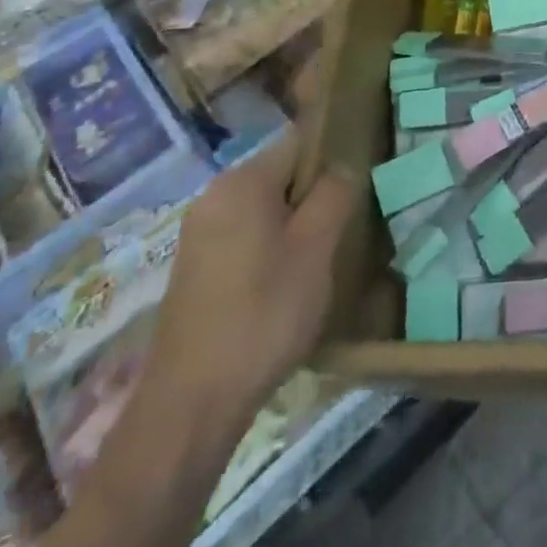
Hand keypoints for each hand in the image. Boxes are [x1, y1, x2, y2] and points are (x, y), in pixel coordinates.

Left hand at [145, 133, 355, 431]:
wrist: (191, 404)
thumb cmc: (263, 314)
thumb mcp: (316, 249)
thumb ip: (334, 195)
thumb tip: (341, 169)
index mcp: (242, 181)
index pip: (301, 142)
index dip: (333, 161)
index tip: (355, 193)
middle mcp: (213, 196)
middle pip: (281, 175)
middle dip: (313, 198)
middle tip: (340, 233)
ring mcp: (198, 233)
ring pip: (263, 210)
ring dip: (292, 226)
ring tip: (316, 263)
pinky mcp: (193, 268)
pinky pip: (243, 237)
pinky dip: (268, 250)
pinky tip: (282, 287)